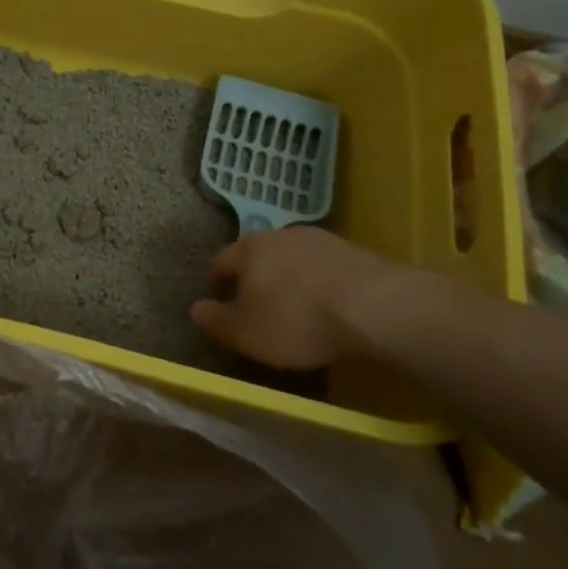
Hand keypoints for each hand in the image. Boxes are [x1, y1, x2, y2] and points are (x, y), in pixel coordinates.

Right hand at [188, 227, 446, 368]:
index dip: (216, 278)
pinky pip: (325, 267)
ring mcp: (321, 240)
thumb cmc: (295, 320)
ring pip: (294, 258)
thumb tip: (195, 309)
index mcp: (249, 249)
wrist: (372, 306)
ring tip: (294, 305)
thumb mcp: (246, 332)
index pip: (222, 260)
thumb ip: (217, 320)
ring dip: (289, 277)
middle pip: (260, 254)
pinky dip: (319, 283)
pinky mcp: (354, 252)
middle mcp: (281, 235)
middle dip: (255, 275)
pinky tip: (328, 305)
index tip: (216, 294)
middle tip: (255, 301)